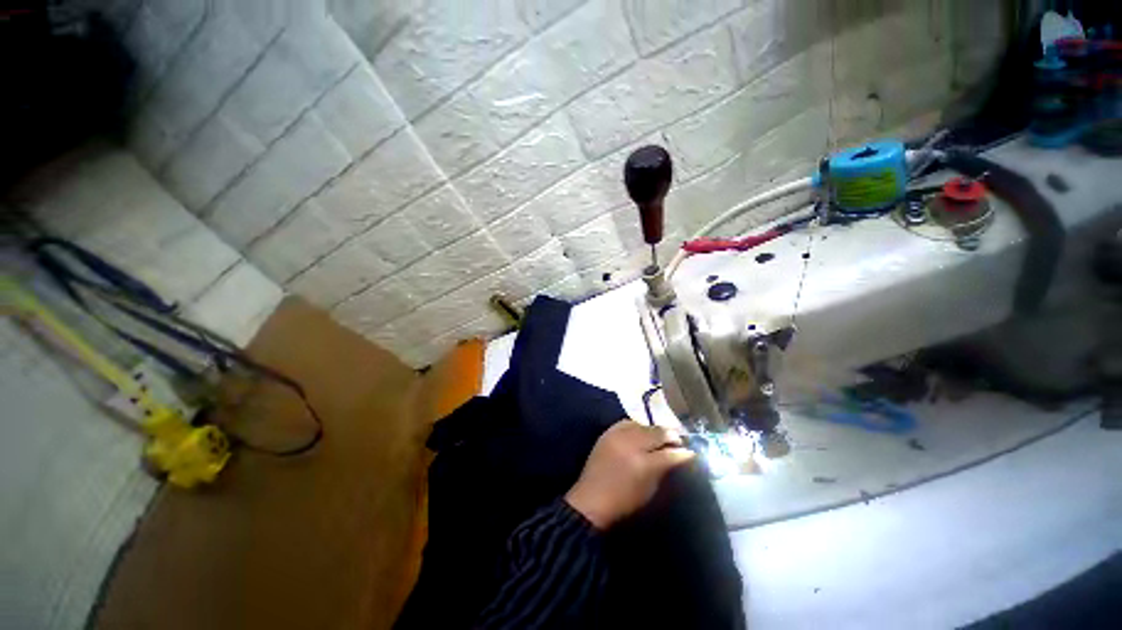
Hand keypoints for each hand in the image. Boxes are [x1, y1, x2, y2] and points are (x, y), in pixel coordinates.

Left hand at [565, 420, 695, 529]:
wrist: (591, 500)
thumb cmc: (623, 502)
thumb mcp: (649, 490)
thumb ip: (663, 470)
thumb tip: (677, 457)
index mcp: (643, 464)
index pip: (669, 453)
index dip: (683, 452)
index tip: (692, 452)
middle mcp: (630, 445)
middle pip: (656, 432)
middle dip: (671, 435)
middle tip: (679, 440)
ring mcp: (617, 436)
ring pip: (642, 425)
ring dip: (654, 429)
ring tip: (662, 435)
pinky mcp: (608, 433)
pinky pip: (627, 423)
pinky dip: (637, 426)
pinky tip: (642, 431)